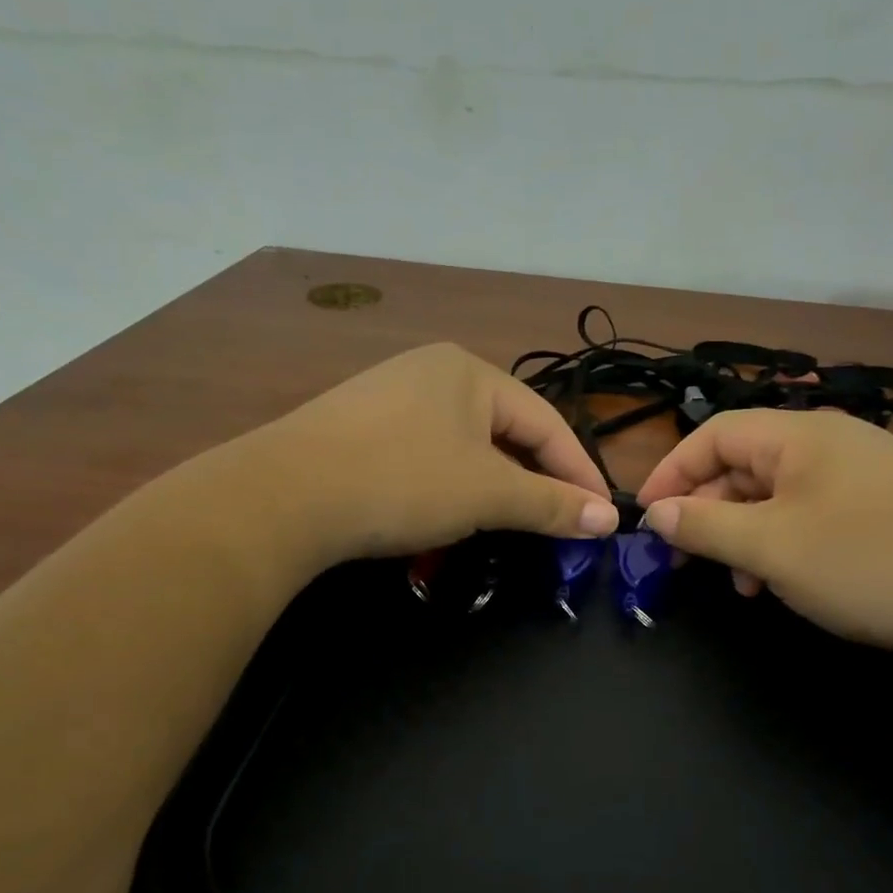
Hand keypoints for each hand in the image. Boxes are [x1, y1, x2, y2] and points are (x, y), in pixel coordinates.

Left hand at [235, 343, 617, 565]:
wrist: (284, 495)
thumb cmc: (404, 480)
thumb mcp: (487, 494)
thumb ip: (551, 504)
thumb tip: (608, 520)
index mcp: (470, 371)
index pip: (547, 422)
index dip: (579, 471)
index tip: (601, 516)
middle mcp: (431, 372)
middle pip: (506, 430)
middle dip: (535, 478)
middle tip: (558, 521)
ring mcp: (389, 397)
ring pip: (465, 445)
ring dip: (493, 485)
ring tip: (508, 521)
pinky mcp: (359, 428)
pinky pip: (426, 454)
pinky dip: (450, 484)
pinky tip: (446, 511)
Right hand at [636, 409, 892, 653]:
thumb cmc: (866, 561)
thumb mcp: (770, 547)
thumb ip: (705, 526)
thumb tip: (658, 513)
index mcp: (799, 434)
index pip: (714, 435)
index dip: (672, 472)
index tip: (647, 517)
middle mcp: (831, 441)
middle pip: (745, 464)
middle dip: (709, 511)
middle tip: (688, 559)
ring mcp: (863, 472)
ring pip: (778, 495)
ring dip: (746, 535)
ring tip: (742, 584)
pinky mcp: (886, 506)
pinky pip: (814, 514)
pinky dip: (786, 543)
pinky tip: (788, 582)